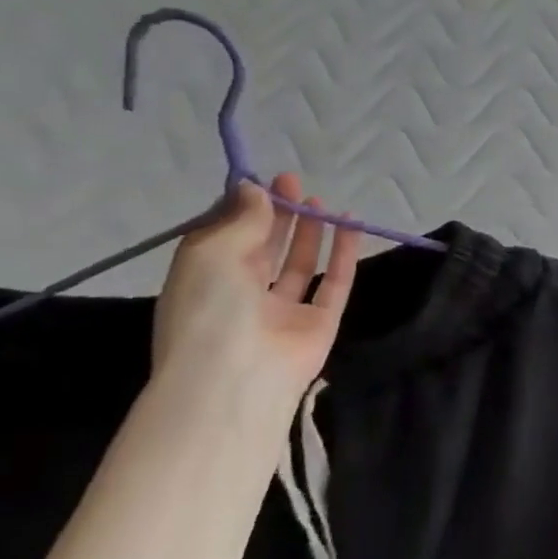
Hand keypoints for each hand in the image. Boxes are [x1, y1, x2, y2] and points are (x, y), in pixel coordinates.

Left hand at [152, 173, 360, 406]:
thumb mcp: (212, 252)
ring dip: (310, 232)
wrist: (236, 377)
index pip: (226, 238)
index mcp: (205, 281)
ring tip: (321, 201)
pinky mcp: (319, 322)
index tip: (262, 181)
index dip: (245, 209)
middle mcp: (242, 295)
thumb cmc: (209, 308)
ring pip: (299, 264)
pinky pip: (334, 282)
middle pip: (264, 249)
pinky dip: (344, 253)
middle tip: (294, 181)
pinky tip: (351, 224)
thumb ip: (241, 219)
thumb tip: (255, 190)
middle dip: (279, 215)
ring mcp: (282, 311)